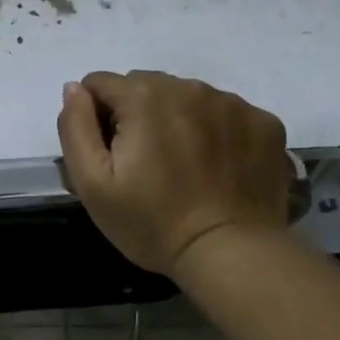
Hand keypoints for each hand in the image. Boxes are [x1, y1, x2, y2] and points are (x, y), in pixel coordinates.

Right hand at [57, 70, 290, 274]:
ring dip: (177, 119)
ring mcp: (232, 102)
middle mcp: (188, 87)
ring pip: (186, 96)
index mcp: (143, 97)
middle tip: (146, 163)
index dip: (97, 117)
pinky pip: (225, 112)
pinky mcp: (264, 121)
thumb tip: (75, 88)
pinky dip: (216, 130)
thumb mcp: (92, 183)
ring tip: (184, 165)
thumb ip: (75, 127)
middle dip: (137, 114)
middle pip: (145, 86)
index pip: (101, 84)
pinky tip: (216, 166)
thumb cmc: (151, 222)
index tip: (112, 154)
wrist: (230, 254)